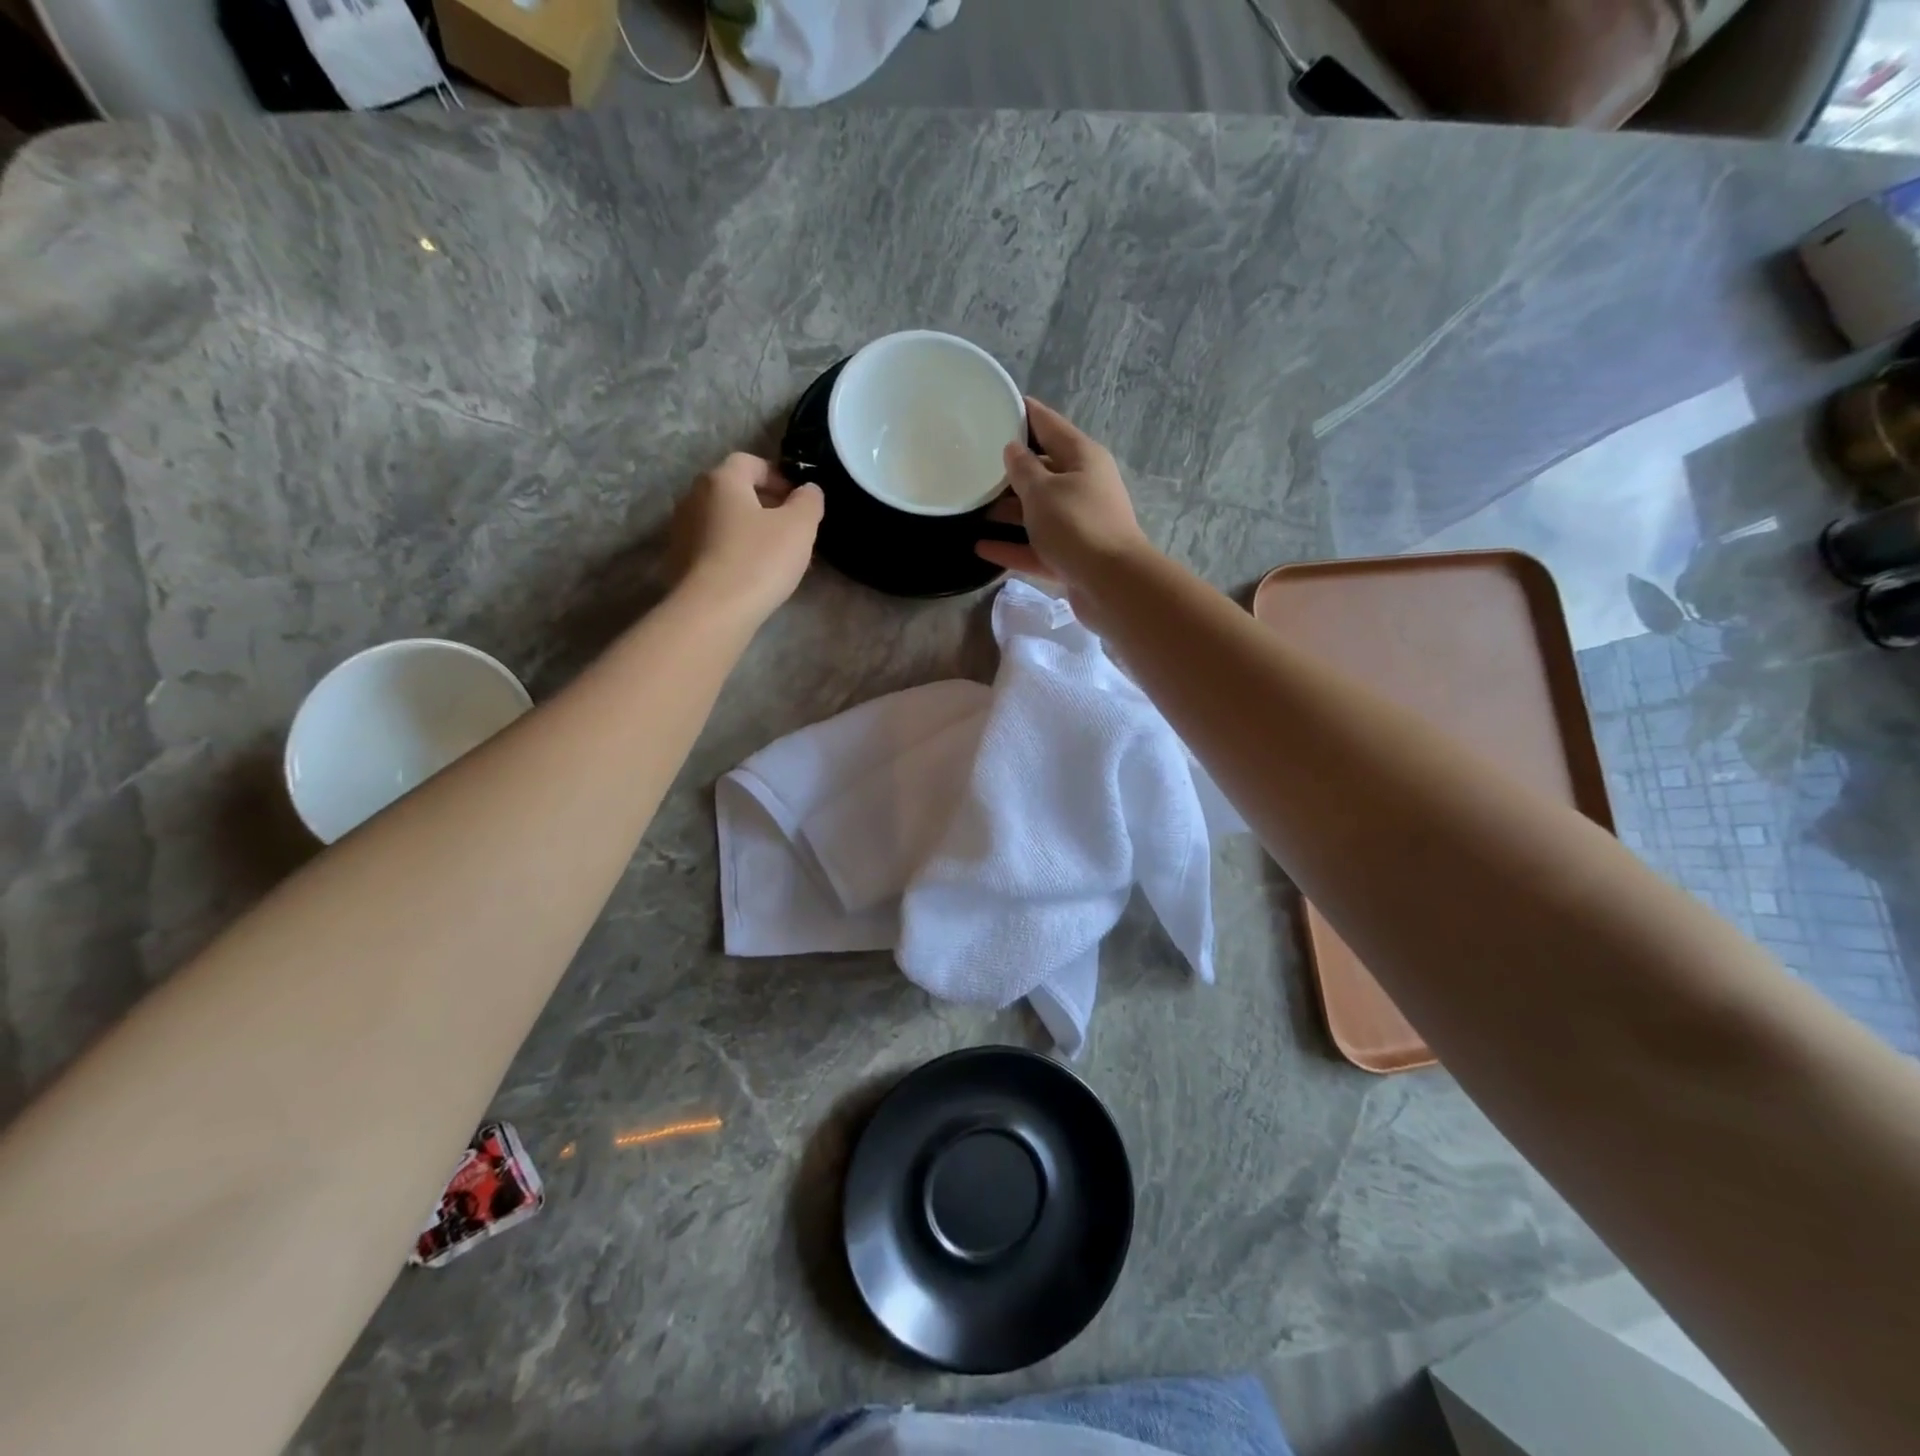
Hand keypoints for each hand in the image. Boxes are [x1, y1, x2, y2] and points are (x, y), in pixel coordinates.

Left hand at [669, 453, 823, 625]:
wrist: (713, 611)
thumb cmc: (759, 560)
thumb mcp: (799, 527)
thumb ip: (809, 501)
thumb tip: (808, 490)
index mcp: (722, 480)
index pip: (750, 462)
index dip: (778, 476)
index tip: (799, 500)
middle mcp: (694, 497)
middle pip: (735, 491)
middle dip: (765, 505)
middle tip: (792, 530)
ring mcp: (682, 529)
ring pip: (724, 520)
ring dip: (749, 530)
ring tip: (774, 556)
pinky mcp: (679, 560)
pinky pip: (713, 545)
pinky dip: (733, 551)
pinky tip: (751, 575)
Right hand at [975, 398, 1152, 621]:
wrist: (1112, 584)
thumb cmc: (1077, 525)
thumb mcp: (1043, 491)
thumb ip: (1023, 469)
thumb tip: (1013, 450)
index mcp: (1082, 458)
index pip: (1048, 424)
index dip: (1023, 413)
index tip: (995, 406)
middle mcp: (1083, 486)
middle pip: (1042, 470)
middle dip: (1010, 468)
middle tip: (973, 462)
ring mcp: (1077, 523)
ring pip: (1038, 511)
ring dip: (1008, 510)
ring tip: (972, 506)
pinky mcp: (1070, 556)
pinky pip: (1035, 546)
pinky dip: (1011, 546)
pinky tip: (980, 547)